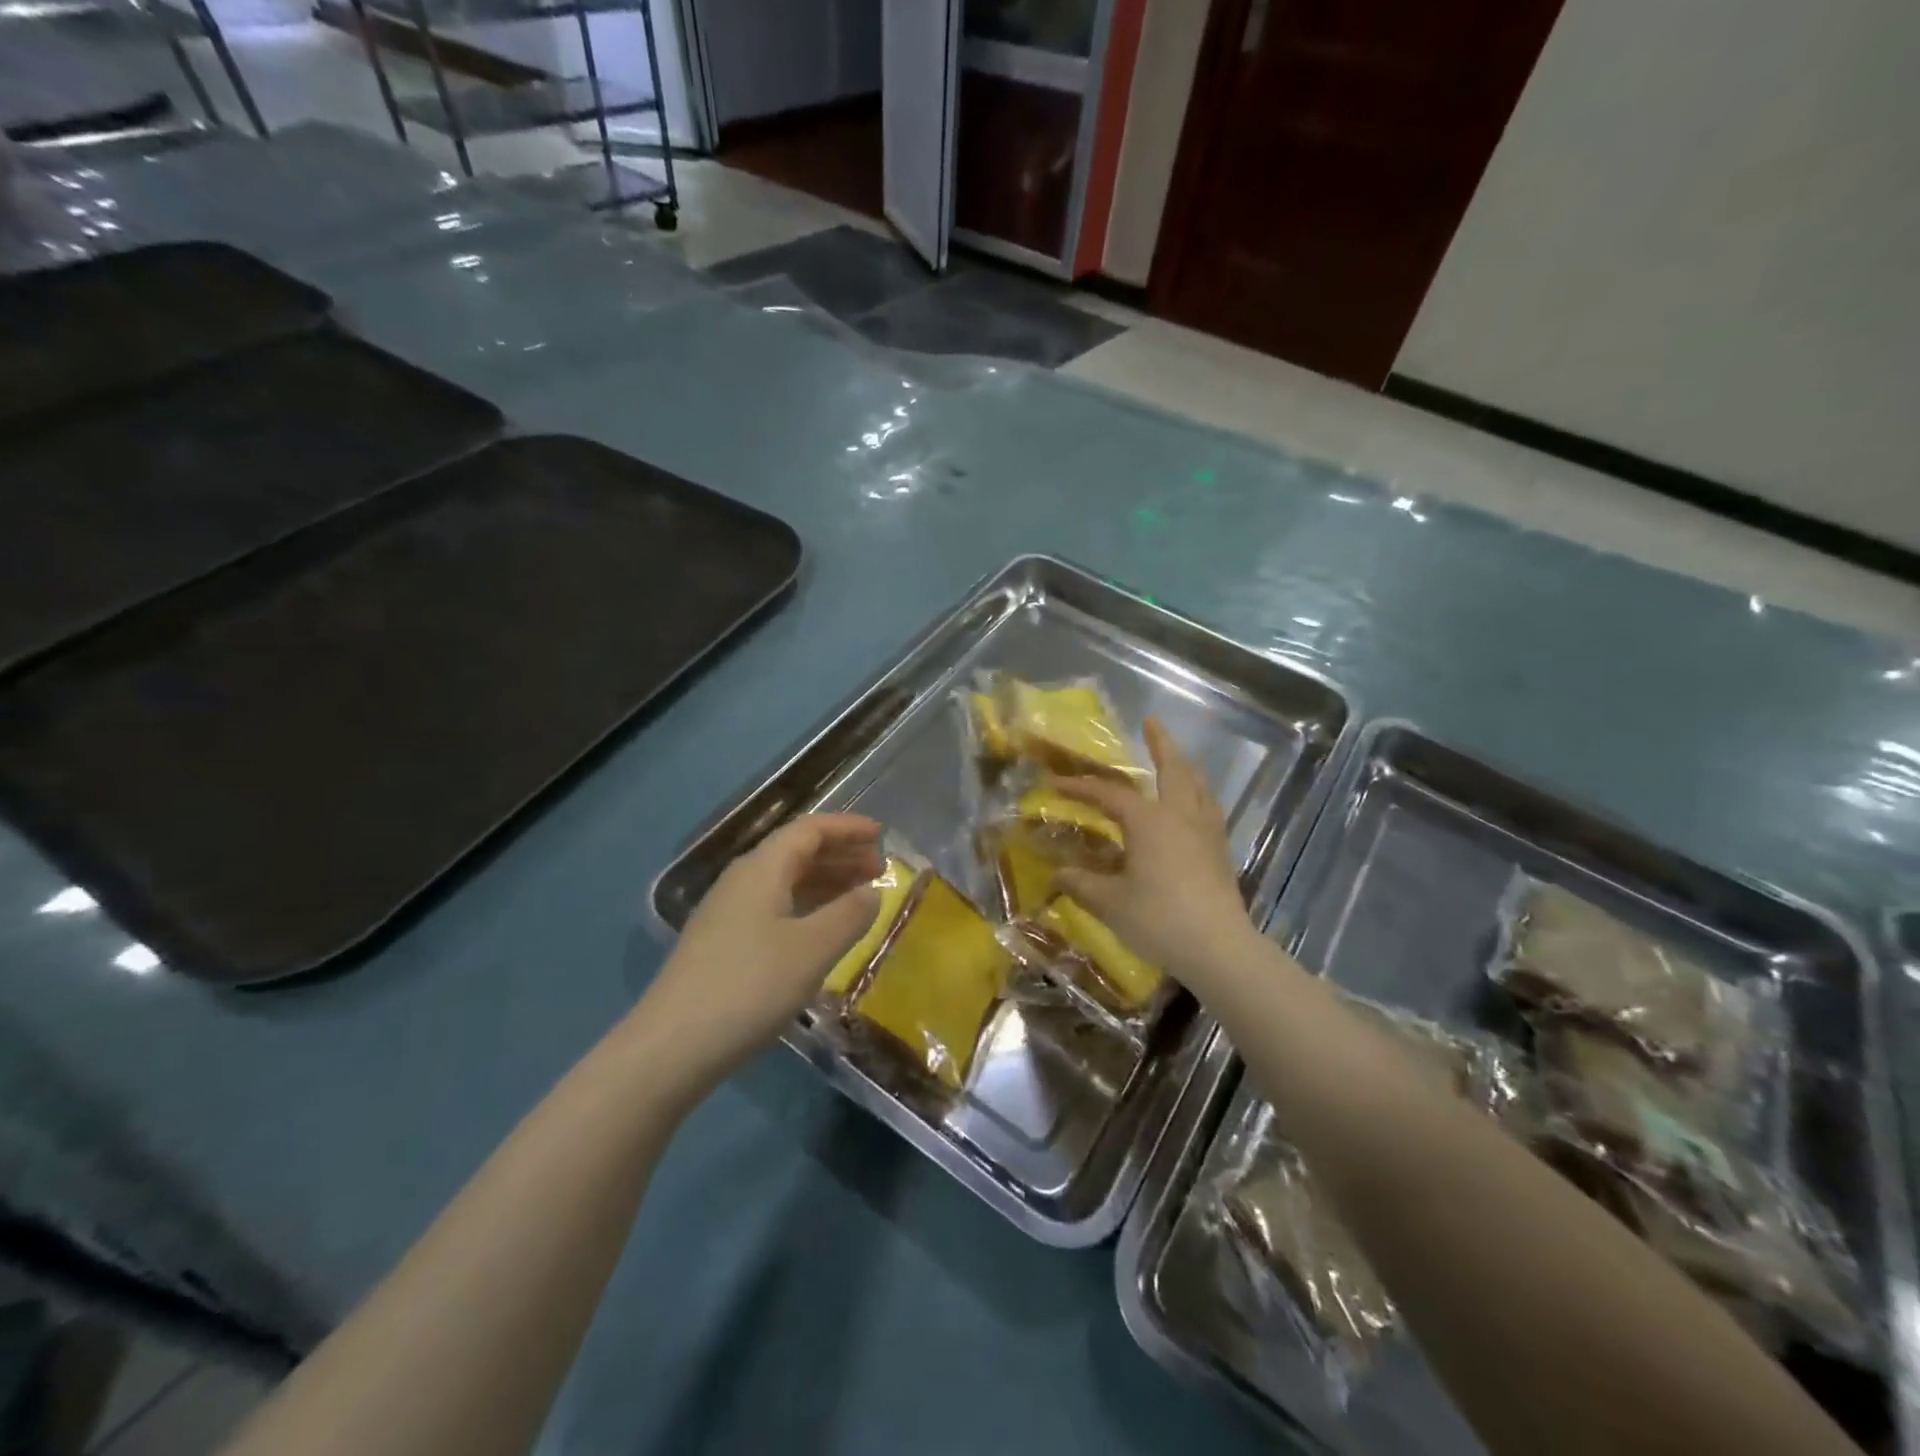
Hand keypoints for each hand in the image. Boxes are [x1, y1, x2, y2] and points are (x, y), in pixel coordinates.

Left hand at [633, 813, 882, 1095]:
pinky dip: (807, 907)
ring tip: (860, 896)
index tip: (881, 834)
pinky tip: (822, 931)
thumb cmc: (750, 986)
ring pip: (786, 881)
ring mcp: (728, 913)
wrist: (672, 1047)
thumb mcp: (813, 949)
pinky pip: (775, 907)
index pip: (810, 829)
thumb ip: (849, 915)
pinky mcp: (723, 944)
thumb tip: (873, 892)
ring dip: (825, 882)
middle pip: (797, 852)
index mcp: (762, 869)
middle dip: (840, 855)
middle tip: (879, 868)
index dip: (847, 828)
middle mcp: (743, 880)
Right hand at [1053, 719, 1260, 989]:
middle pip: (1172, 768)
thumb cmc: (1159, 919)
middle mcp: (1180, 814)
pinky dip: (1198, 793)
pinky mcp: (1221, 850)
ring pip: (1197, 784)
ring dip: (1184, 765)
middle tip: (1151, 722)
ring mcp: (1206, 830)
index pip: (1108, 794)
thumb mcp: (1111, 903)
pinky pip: (1209, 807)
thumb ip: (1082, 883)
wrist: (1219, 948)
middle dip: (1160, 742)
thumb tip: (1059, 873)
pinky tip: (1194, 805)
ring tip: (1175, 758)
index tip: (1054, 784)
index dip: (1080, 788)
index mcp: (1149, 820)